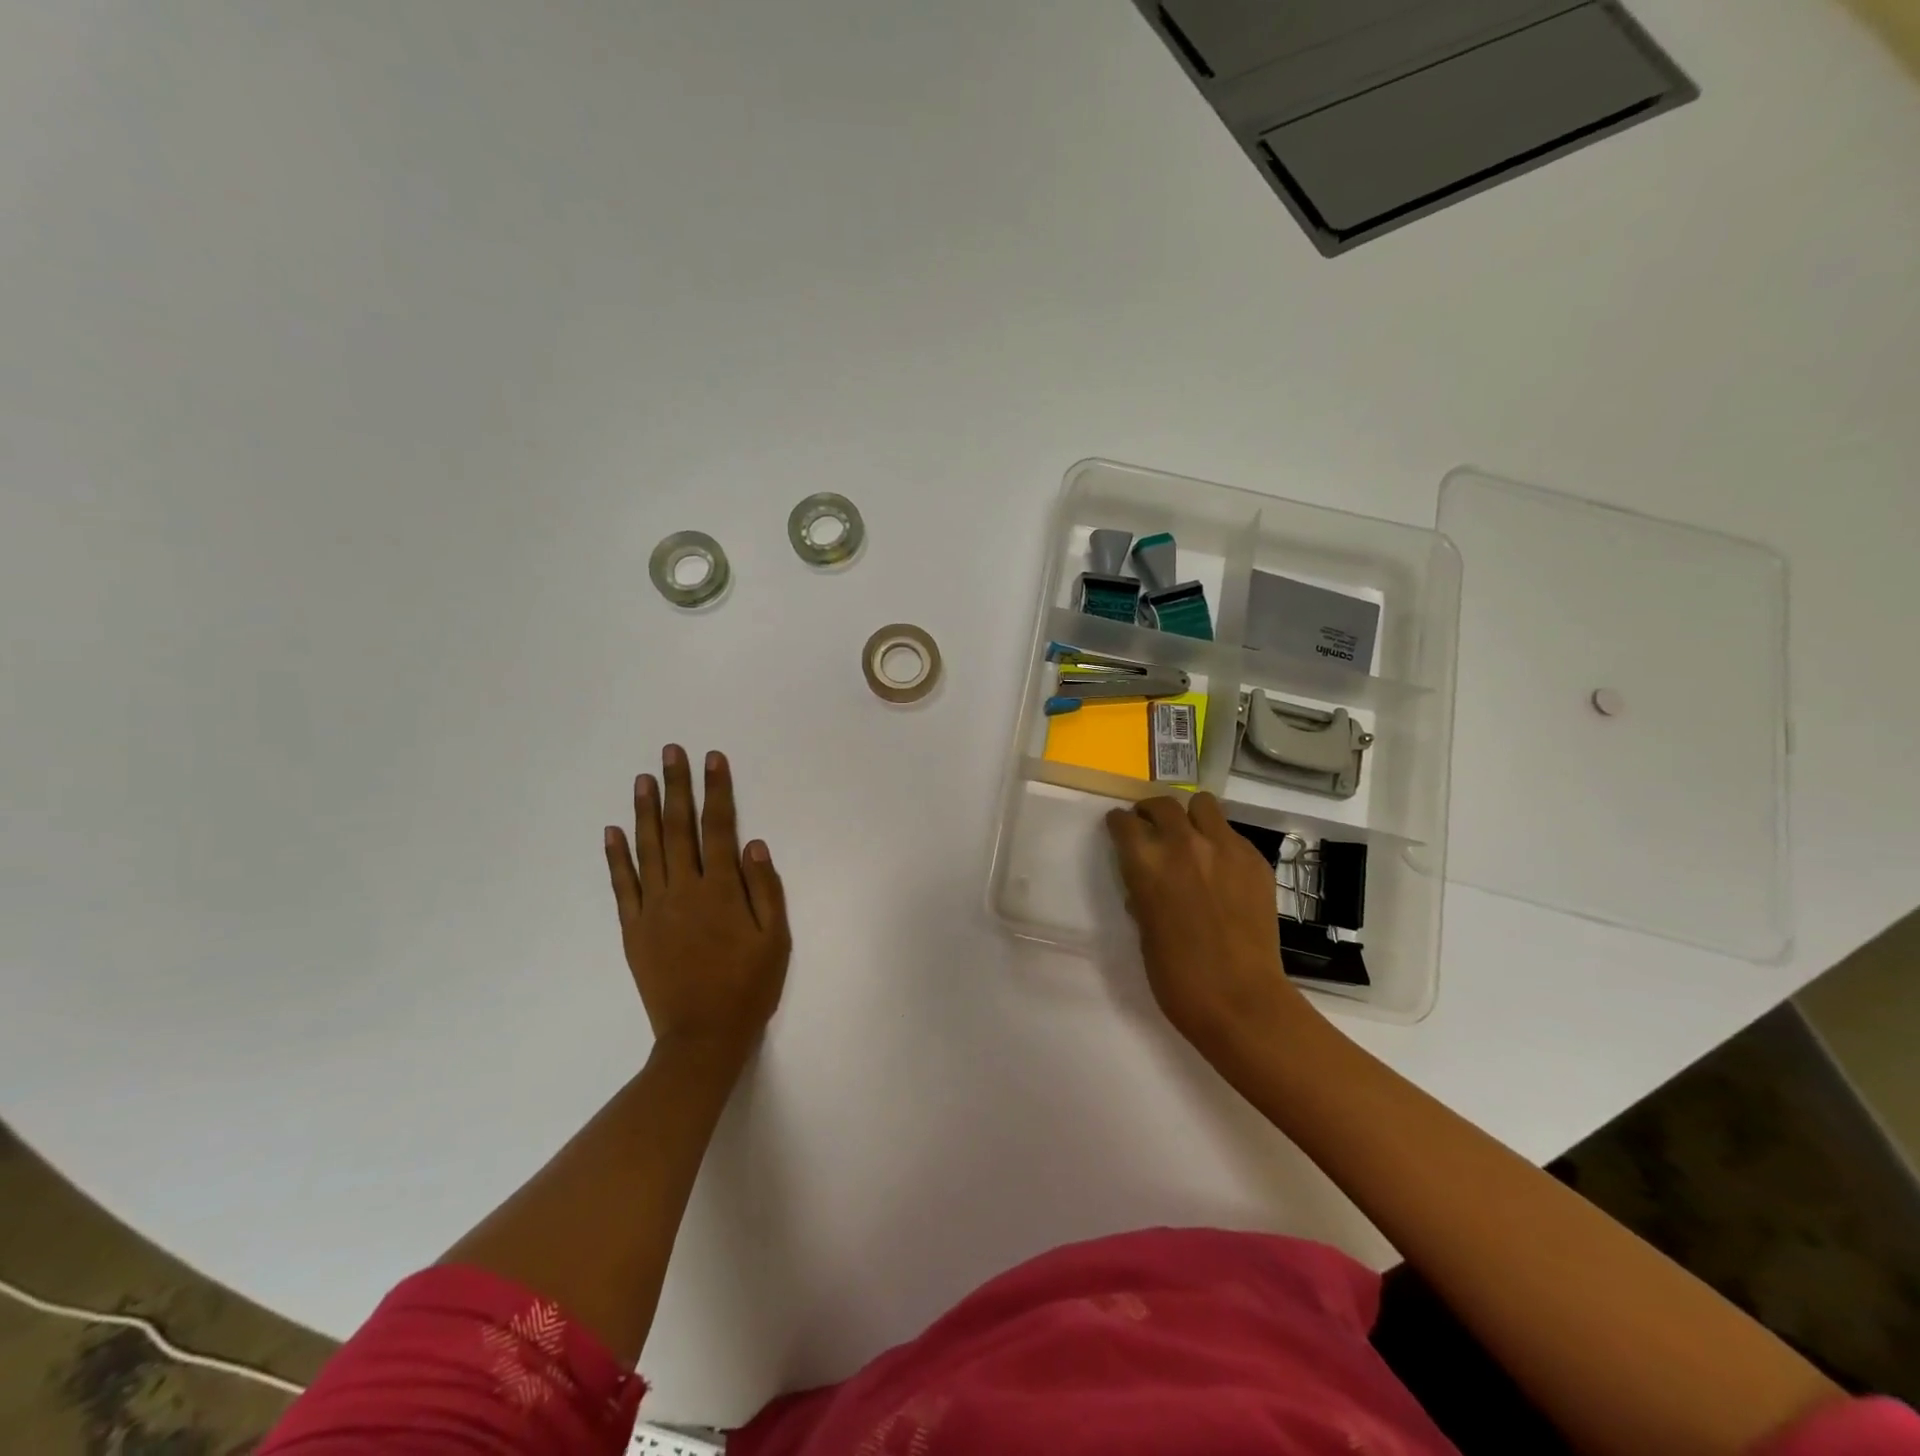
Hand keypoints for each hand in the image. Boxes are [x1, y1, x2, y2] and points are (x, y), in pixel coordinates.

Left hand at [604, 746, 790, 1065]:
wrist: (702, 1036)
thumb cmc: (748, 986)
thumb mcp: (775, 939)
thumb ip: (766, 888)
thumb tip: (754, 843)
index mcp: (722, 890)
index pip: (719, 828)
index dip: (717, 791)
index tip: (713, 759)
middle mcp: (684, 890)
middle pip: (679, 828)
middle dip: (677, 787)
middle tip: (670, 752)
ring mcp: (654, 908)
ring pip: (649, 848)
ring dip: (646, 811)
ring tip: (643, 778)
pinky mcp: (633, 929)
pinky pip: (623, 885)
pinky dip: (616, 857)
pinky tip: (613, 831)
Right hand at [1106, 793, 1315, 1068]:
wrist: (1240, 999)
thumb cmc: (1177, 976)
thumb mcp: (1143, 928)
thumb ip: (1143, 892)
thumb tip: (1147, 880)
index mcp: (1146, 863)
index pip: (1124, 822)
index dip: (1119, 824)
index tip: (1120, 829)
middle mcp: (1183, 843)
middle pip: (1161, 804)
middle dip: (1151, 813)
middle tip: (1152, 829)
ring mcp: (1224, 847)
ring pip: (1202, 804)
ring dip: (1190, 816)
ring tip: (1190, 835)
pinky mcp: (1255, 859)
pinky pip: (1232, 833)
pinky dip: (1220, 841)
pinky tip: (1221, 867)